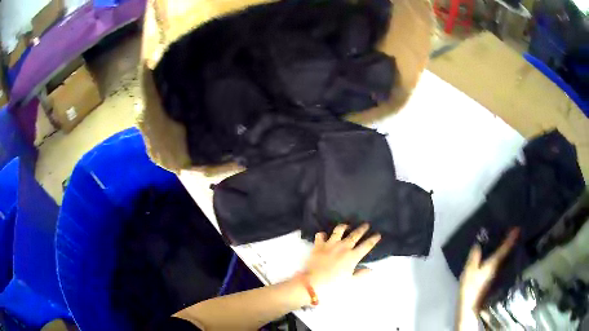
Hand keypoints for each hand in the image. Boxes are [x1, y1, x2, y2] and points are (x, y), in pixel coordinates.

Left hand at [303, 224, 380, 293]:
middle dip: (362, 229)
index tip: (378, 234)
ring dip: (344, 227)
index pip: (366, 246)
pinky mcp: (318, 245)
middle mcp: (343, 247)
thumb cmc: (333, 284)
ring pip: (338, 231)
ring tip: (346, 225)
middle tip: (366, 224)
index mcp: (352, 256)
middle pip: (355, 235)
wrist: (313, 283)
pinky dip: (322, 234)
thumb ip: (361, 274)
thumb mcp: (350, 281)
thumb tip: (371, 269)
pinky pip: (320, 235)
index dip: (373, 239)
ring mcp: (330, 244)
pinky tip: (324, 235)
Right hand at [458, 228, 519, 313]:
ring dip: (509, 251)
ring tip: (511, 242)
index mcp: (493, 264)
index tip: (518, 228)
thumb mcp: (469, 271)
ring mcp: (497, 275)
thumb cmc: (470, 288)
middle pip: (508, 254)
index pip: (504, 249)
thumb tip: (478, 243)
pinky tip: (503, 258)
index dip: (511, 239)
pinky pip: (502, 265)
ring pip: (506, 259)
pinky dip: (504, 259)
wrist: (470, 307)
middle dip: (512, 243)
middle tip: (516, 233)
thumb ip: (474, 257)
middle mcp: (498, 268)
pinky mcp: (494, 280)